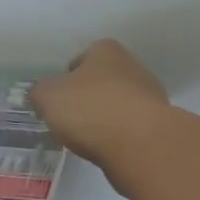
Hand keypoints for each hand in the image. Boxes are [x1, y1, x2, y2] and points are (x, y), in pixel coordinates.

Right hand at [31, 39, 170, 170]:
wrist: (140, 143)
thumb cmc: (90, 109)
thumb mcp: (48, 97)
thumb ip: (39, 92)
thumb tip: (40, 94)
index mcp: (106, 50)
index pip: (81, 58)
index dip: (66, 78)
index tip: (57, 100)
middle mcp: (132, 65)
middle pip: (102, 81)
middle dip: (87, 98)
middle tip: (70, 120)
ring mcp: (150, 95)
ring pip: (118, 104)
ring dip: (105, 117)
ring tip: (88, 139)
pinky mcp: (159, 124)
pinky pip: (130, 126)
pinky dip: (119, 136)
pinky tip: (109, 149)